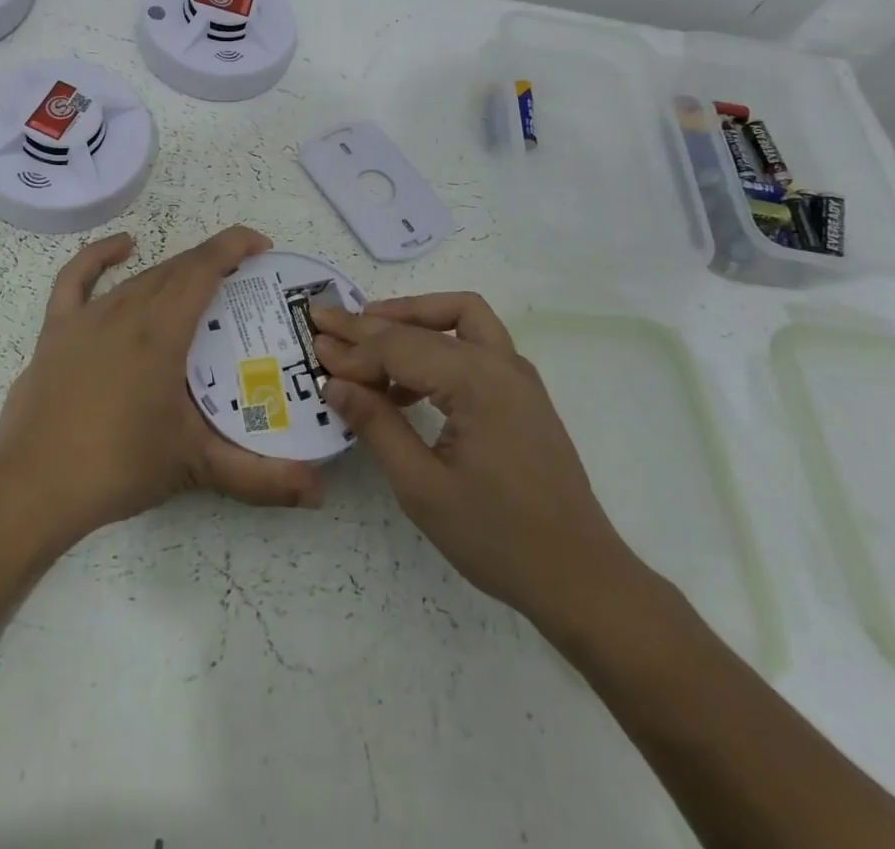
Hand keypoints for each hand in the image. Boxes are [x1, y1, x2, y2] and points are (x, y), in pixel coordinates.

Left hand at [0, 226, 324, 545]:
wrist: (34, 489)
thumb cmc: (119, 467)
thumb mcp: (195, 466)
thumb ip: (261, 477)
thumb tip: (319, 492)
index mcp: (162, 330)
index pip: (204, 268)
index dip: (235, 246)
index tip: (262, 246)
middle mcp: (127, 310)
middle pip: (177, 270)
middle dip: (213, 264)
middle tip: (243, 283)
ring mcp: (88, 316)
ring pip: (141, 277)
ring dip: (174, 272)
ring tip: (200, 285)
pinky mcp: (57, 329)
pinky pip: (77, 278)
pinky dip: (100, 255)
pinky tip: (123, 246)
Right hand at [311, 293, 644, 630]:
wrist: (580, 577)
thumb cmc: (497, 537)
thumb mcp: (422, 487)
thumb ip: (377, 425)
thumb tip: (335, 384)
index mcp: (477, 381)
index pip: (400, 347)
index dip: (353, 349)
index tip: (313, 346)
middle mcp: (501, 363)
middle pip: (428, 322)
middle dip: (374, 321)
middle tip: (328, 319)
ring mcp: (517, 376)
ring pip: (460, 318)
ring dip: (412, 320)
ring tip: (366, 341)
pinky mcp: (522, 394)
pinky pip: (474, 347)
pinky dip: (436, 346)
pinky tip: (406, 384)